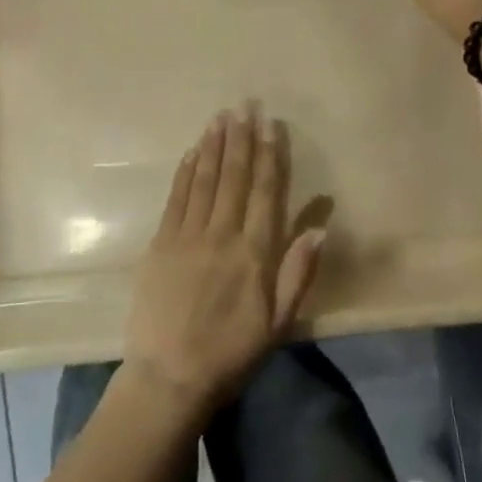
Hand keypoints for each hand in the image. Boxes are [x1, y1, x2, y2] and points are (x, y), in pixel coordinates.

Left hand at [123, 106, 324, 417]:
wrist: (169, 376)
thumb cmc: (231, 353)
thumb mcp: (278, 323)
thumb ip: (299, 273)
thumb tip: (321, 228)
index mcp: (254, 253)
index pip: (265, 192)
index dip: (270, 156)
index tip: (271, 125)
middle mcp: (221, 234)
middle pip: (233, 177)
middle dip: (241, 139)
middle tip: (245, 105)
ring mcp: (187, 236)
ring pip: (203, 180)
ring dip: (213, 146)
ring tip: (220, 118)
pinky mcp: (160, 243)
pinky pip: (175, 198)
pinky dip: (184, 172)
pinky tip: (190, 153)